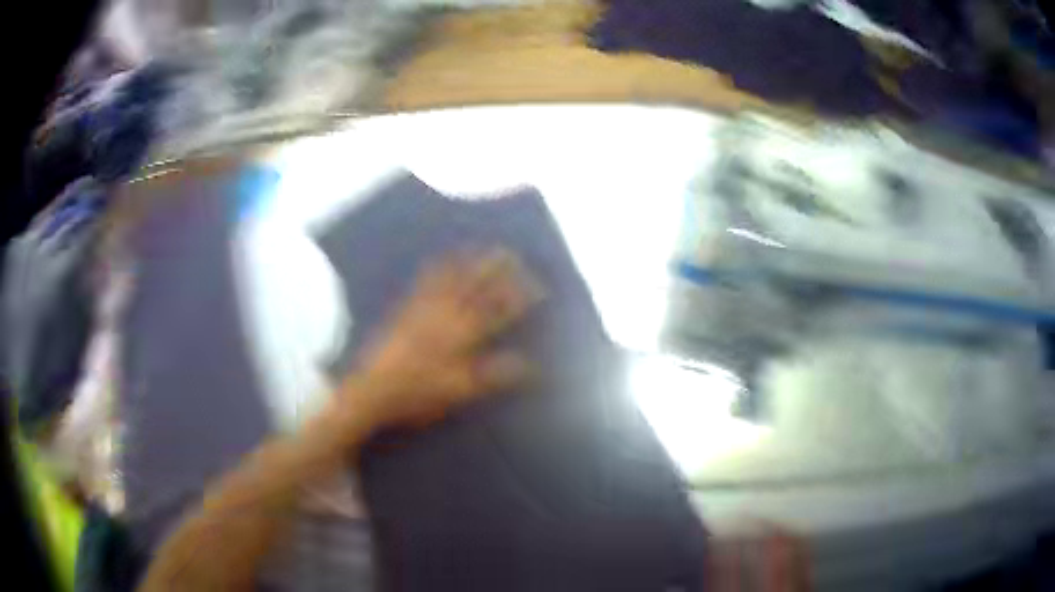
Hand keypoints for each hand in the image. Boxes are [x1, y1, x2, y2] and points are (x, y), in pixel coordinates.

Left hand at [341, 248, 544, 431]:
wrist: (372, 389)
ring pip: (451, 281)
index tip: (538, 285)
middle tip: (512, 253)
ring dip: (468, 263)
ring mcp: (423, 311)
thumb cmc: (418, 395)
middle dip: (496, 270)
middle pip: (475, 289)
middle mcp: (445, 317)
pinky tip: (438, 259)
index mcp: (462, 337)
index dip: (520, 298)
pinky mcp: (405, 311)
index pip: (499, 312)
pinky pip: (422, 284)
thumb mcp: (460, 392)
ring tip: (481, 246)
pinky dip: (434, 269)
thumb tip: (530, 365)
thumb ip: (494, 376)